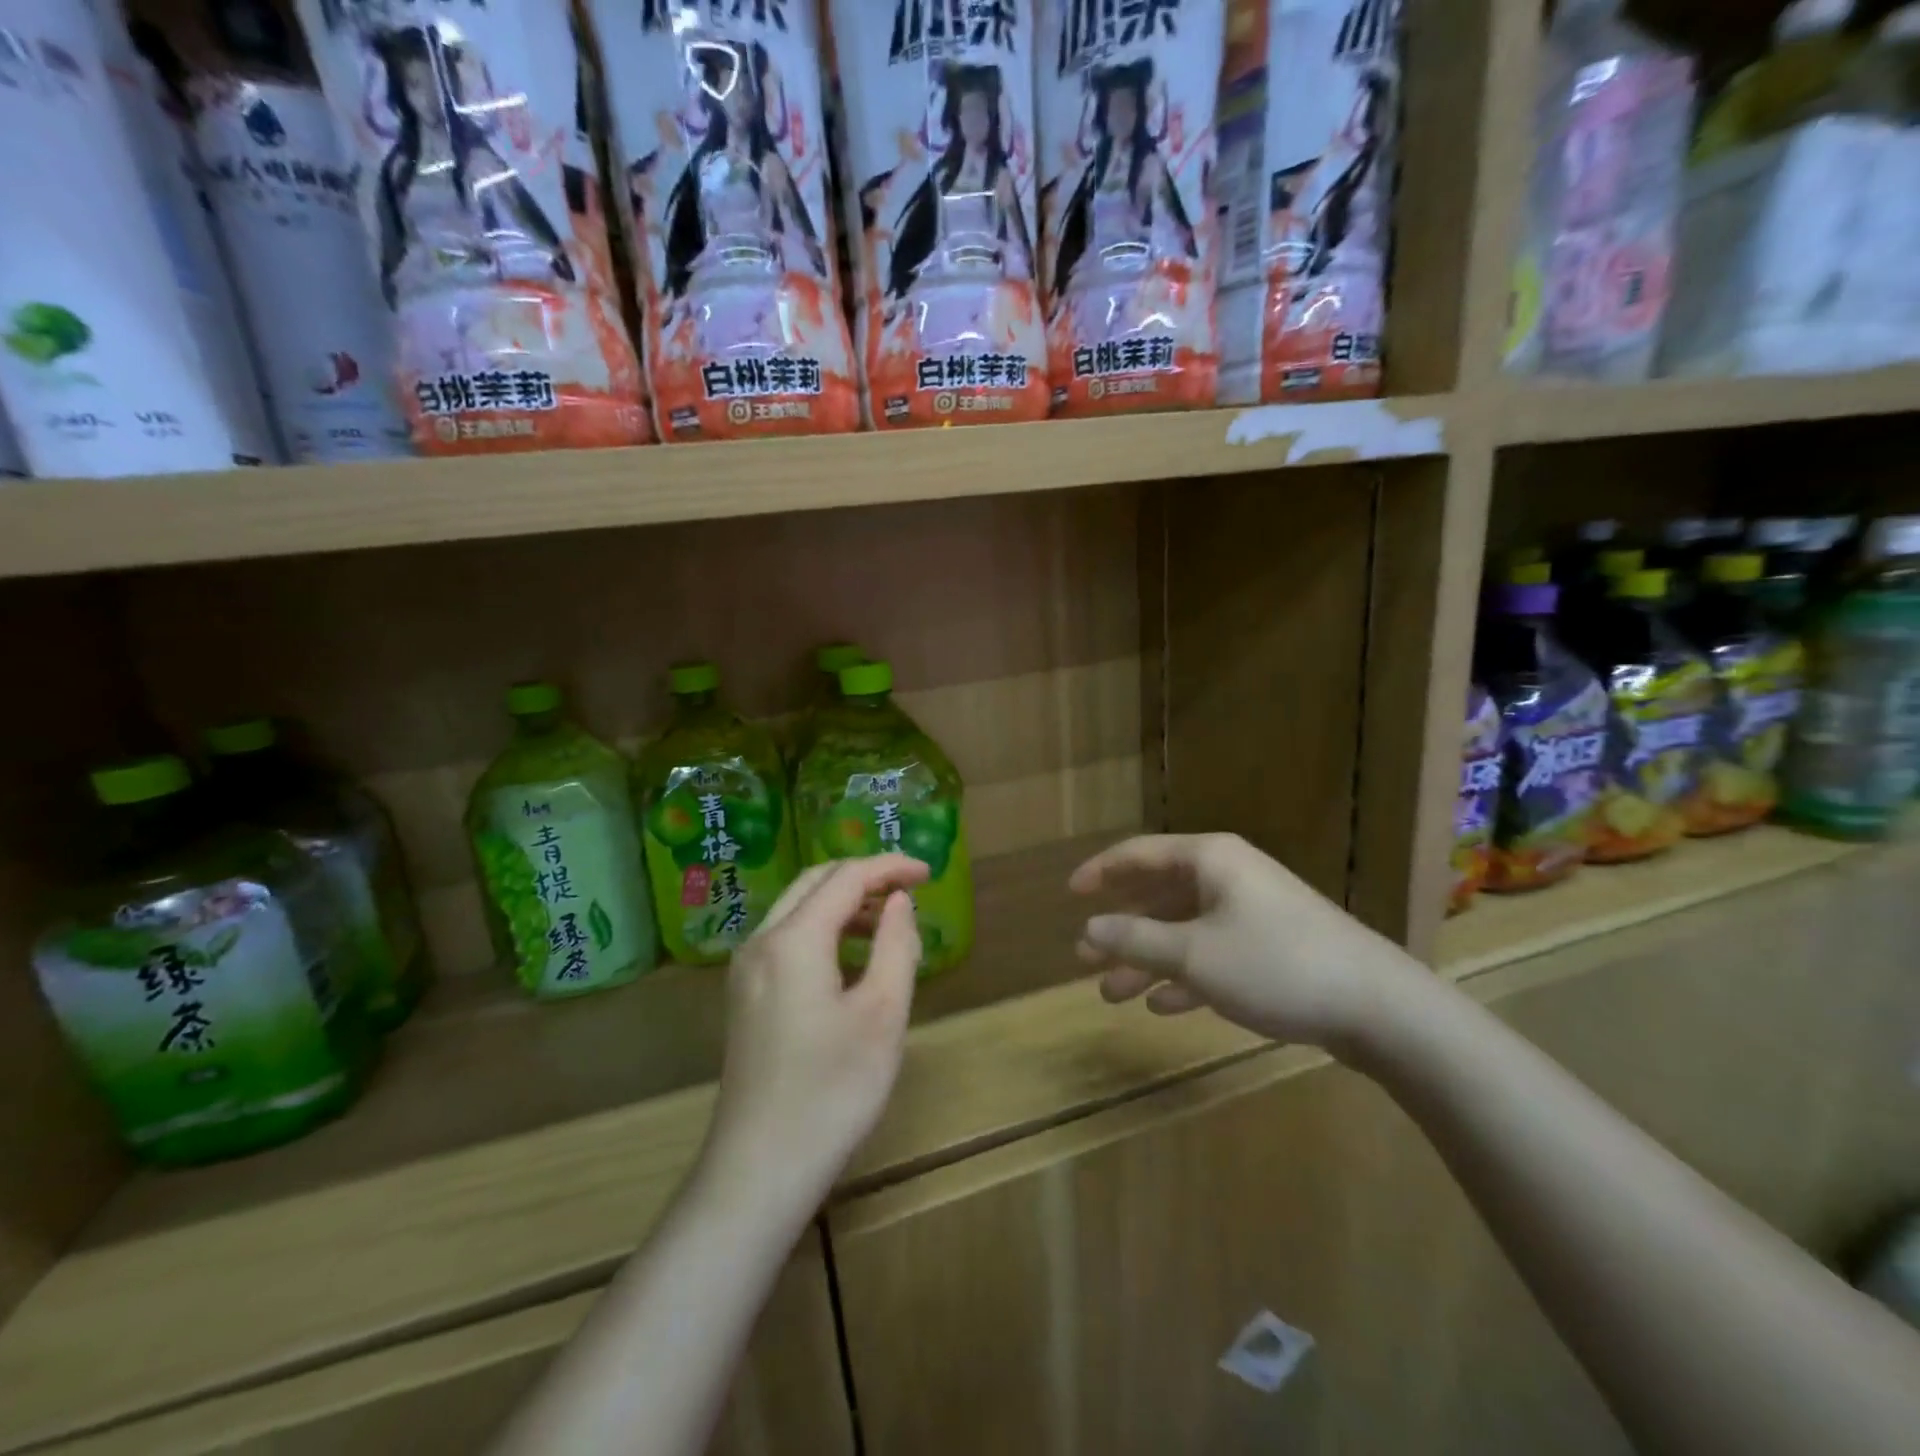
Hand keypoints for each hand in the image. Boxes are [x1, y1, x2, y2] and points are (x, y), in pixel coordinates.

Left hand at [703, 856, 928, 1210]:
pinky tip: (852, 957)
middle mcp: (761, 940)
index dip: (890, 867)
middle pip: (816, 882)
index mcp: (794, 939)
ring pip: (798, 908)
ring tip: (888, 923)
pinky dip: (823, 929)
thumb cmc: (832, 1091)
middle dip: (864, 876)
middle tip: (910, 890)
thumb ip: (896, 945)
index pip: (846, 877)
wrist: (759, 1168)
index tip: (930, 873)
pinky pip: (787, 937)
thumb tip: (899, 901)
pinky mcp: (745, 994)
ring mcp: (746, 969)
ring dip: (844, 903)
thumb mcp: (882, 1014)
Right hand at [1069, 833, 1419, 1053]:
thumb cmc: (1275, 964)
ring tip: (1111, 992)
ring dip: (1147, 959)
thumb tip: (1088, 928)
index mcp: (1209, 860)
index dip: (1100, 871)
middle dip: (1120, 927)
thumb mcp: (1194, 954)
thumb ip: (1136, 940)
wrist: (1378, 1006)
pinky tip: (1162, 1005)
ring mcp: (1252, 912)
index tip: (1069, 893)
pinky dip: (1185, 975)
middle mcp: (1228, 876)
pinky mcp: (1272, 948)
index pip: (1139, 853)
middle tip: (1083, 957)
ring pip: (1183, 930)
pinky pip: (1213, 954)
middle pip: (1159, 894)